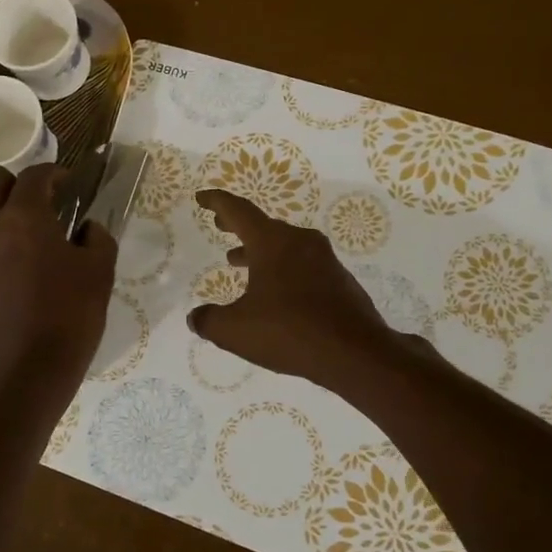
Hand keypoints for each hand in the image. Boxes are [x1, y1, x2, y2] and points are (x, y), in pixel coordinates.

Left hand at [0, 163, 115, 393]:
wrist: (26, 375)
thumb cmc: (70, 317)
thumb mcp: (100, 273)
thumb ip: (98, 238)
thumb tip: (87, 228)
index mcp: (24, 217)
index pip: (34, 175)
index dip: (54, 172)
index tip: (69, 183)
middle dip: (16, 182)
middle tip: (42, 200)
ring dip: (2, 213)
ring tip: (30, 237)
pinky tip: (18, 274)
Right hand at [188, 190, 404, 385]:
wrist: (355, 353)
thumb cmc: (289, 332)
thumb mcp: (235, 331)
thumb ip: (210, 321)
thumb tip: (196, 317)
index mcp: (272, 242)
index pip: (238, 211)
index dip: (217, 202)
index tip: (202, 197)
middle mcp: (300, 242)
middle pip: (263, 225)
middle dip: (238, 225)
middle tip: (220, 225)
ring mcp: (324, 260)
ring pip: (285, 246)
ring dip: (259, 250)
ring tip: (238, 261)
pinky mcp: (339, 280)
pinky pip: (302, 266)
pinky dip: (282, 269)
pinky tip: (275, 293)